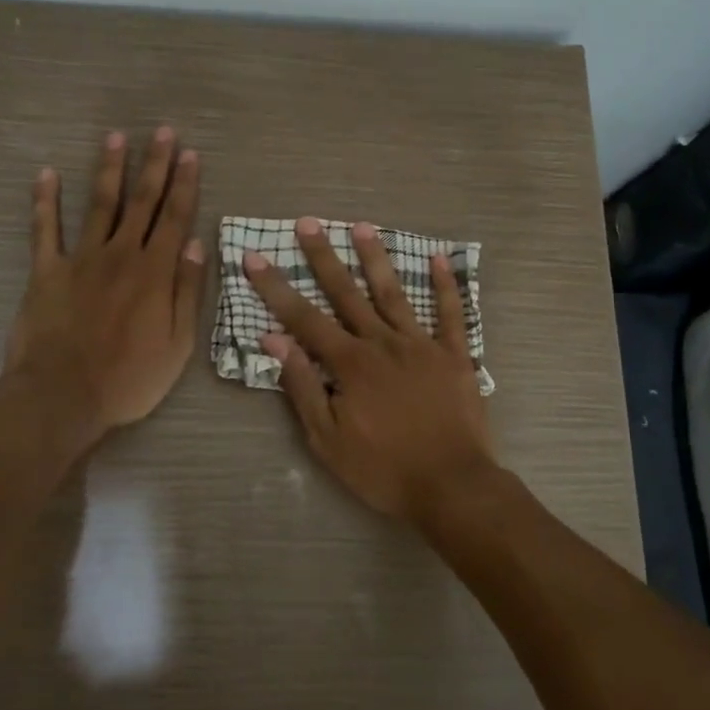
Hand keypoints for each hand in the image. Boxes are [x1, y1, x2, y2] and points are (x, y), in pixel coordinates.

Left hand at [3, 128, 205, 434]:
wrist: (63, 396)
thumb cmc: (129, 378)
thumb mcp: (178, 344)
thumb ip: (187, 291)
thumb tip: (195, 244)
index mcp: (155, 272)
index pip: (175, 218)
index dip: (184, 185)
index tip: (190, 154)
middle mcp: (121, 255)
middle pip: (141, 202)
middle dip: (154, 165)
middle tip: (162, 131)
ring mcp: (81, 259)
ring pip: (99, 205)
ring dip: (109, 170)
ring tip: (115, 137)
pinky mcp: (46, 271)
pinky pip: (44, 230)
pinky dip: (45, 201)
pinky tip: (46, 174)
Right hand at [242, 217, 497, 521]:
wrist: (452, 486)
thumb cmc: (383, 469)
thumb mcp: (327, 439)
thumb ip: (301, 385)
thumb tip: (274, 339)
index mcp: (350, 363)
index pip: (304, 318)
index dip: (276, 287)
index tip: (255, 257)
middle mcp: (383, 343)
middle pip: (347, 293)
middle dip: (324, 258)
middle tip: (308, 224)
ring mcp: (422, 345)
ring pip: (394, 293)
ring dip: (376, 258)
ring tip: (361, 226)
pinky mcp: (455, 355)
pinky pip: (451, 314)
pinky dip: (446, 286)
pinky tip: (440, 258)